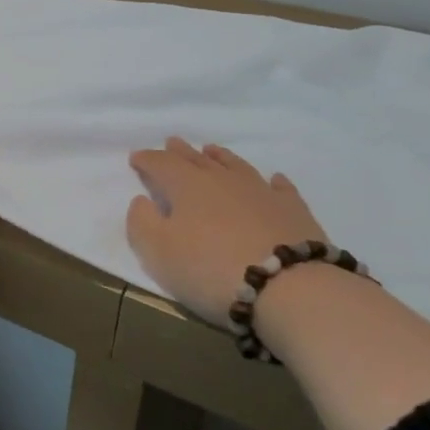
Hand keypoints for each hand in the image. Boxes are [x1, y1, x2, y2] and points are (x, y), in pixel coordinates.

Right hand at [126, 138, 327, 323]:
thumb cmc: (210, 269)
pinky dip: (273, 181)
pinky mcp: (293, 210)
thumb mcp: (158, 252)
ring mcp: (261, 192)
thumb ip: (142, 222)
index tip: (136, 157)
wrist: (288, 287)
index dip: (147, 159)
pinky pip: (280, 188)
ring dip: (221, 157)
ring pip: (236, 166)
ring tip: (212, 150)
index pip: (162, 164)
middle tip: (172, 142)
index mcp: (187, 186)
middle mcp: (223, 180)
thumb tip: (141, 200)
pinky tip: (273, 179)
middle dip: (181, 152)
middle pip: (197, 160)